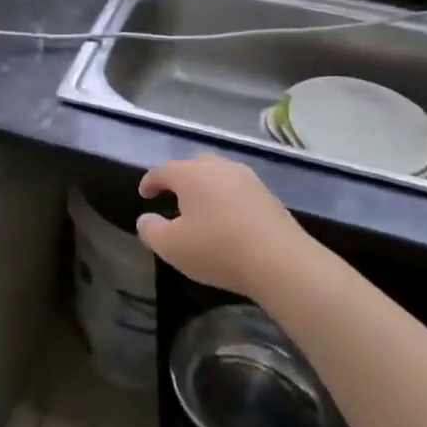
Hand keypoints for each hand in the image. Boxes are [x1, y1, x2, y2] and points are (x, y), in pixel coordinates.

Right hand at [136, 153, 308, 297]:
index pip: (162, 171)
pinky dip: (227, 198)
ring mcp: (247, 179)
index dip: (150, 182)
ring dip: (206, 186)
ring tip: (202, 207)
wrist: (281, 261)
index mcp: (191, 175)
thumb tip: (145, 218)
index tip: (144, 195)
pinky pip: (238, 189)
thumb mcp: (172, 247)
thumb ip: (151, 230)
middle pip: (193, 165)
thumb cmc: (218, 250)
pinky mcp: (268, 195)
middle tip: (173, 197)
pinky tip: (228, 218)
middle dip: (180, 178)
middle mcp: (218, 168)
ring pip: (218, 174)